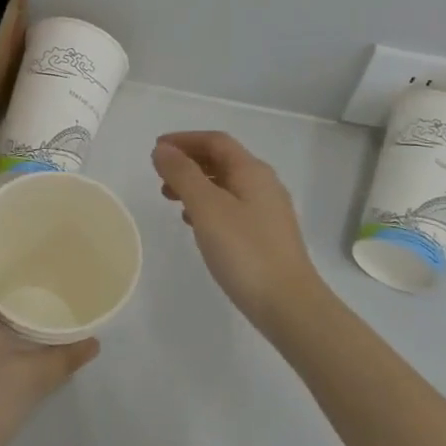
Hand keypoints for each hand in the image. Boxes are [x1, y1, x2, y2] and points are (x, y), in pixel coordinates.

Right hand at [152, 131, 327, 335]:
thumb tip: (163, 150)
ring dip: (197, 186)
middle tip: (160, 177)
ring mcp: (268, 212)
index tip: (157, 150)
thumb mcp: (207, 208)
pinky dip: (209, 207)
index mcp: (252, 171)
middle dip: (189, 163)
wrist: (289, 305)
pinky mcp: (267, 236)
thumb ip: (183, 175)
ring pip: (226, 186)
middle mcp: (264, 185)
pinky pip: (232, 208)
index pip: (216, 141)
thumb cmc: (245, 251)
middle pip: (222, 161)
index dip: (185, 140)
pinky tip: (196, 225)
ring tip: (171, 200)